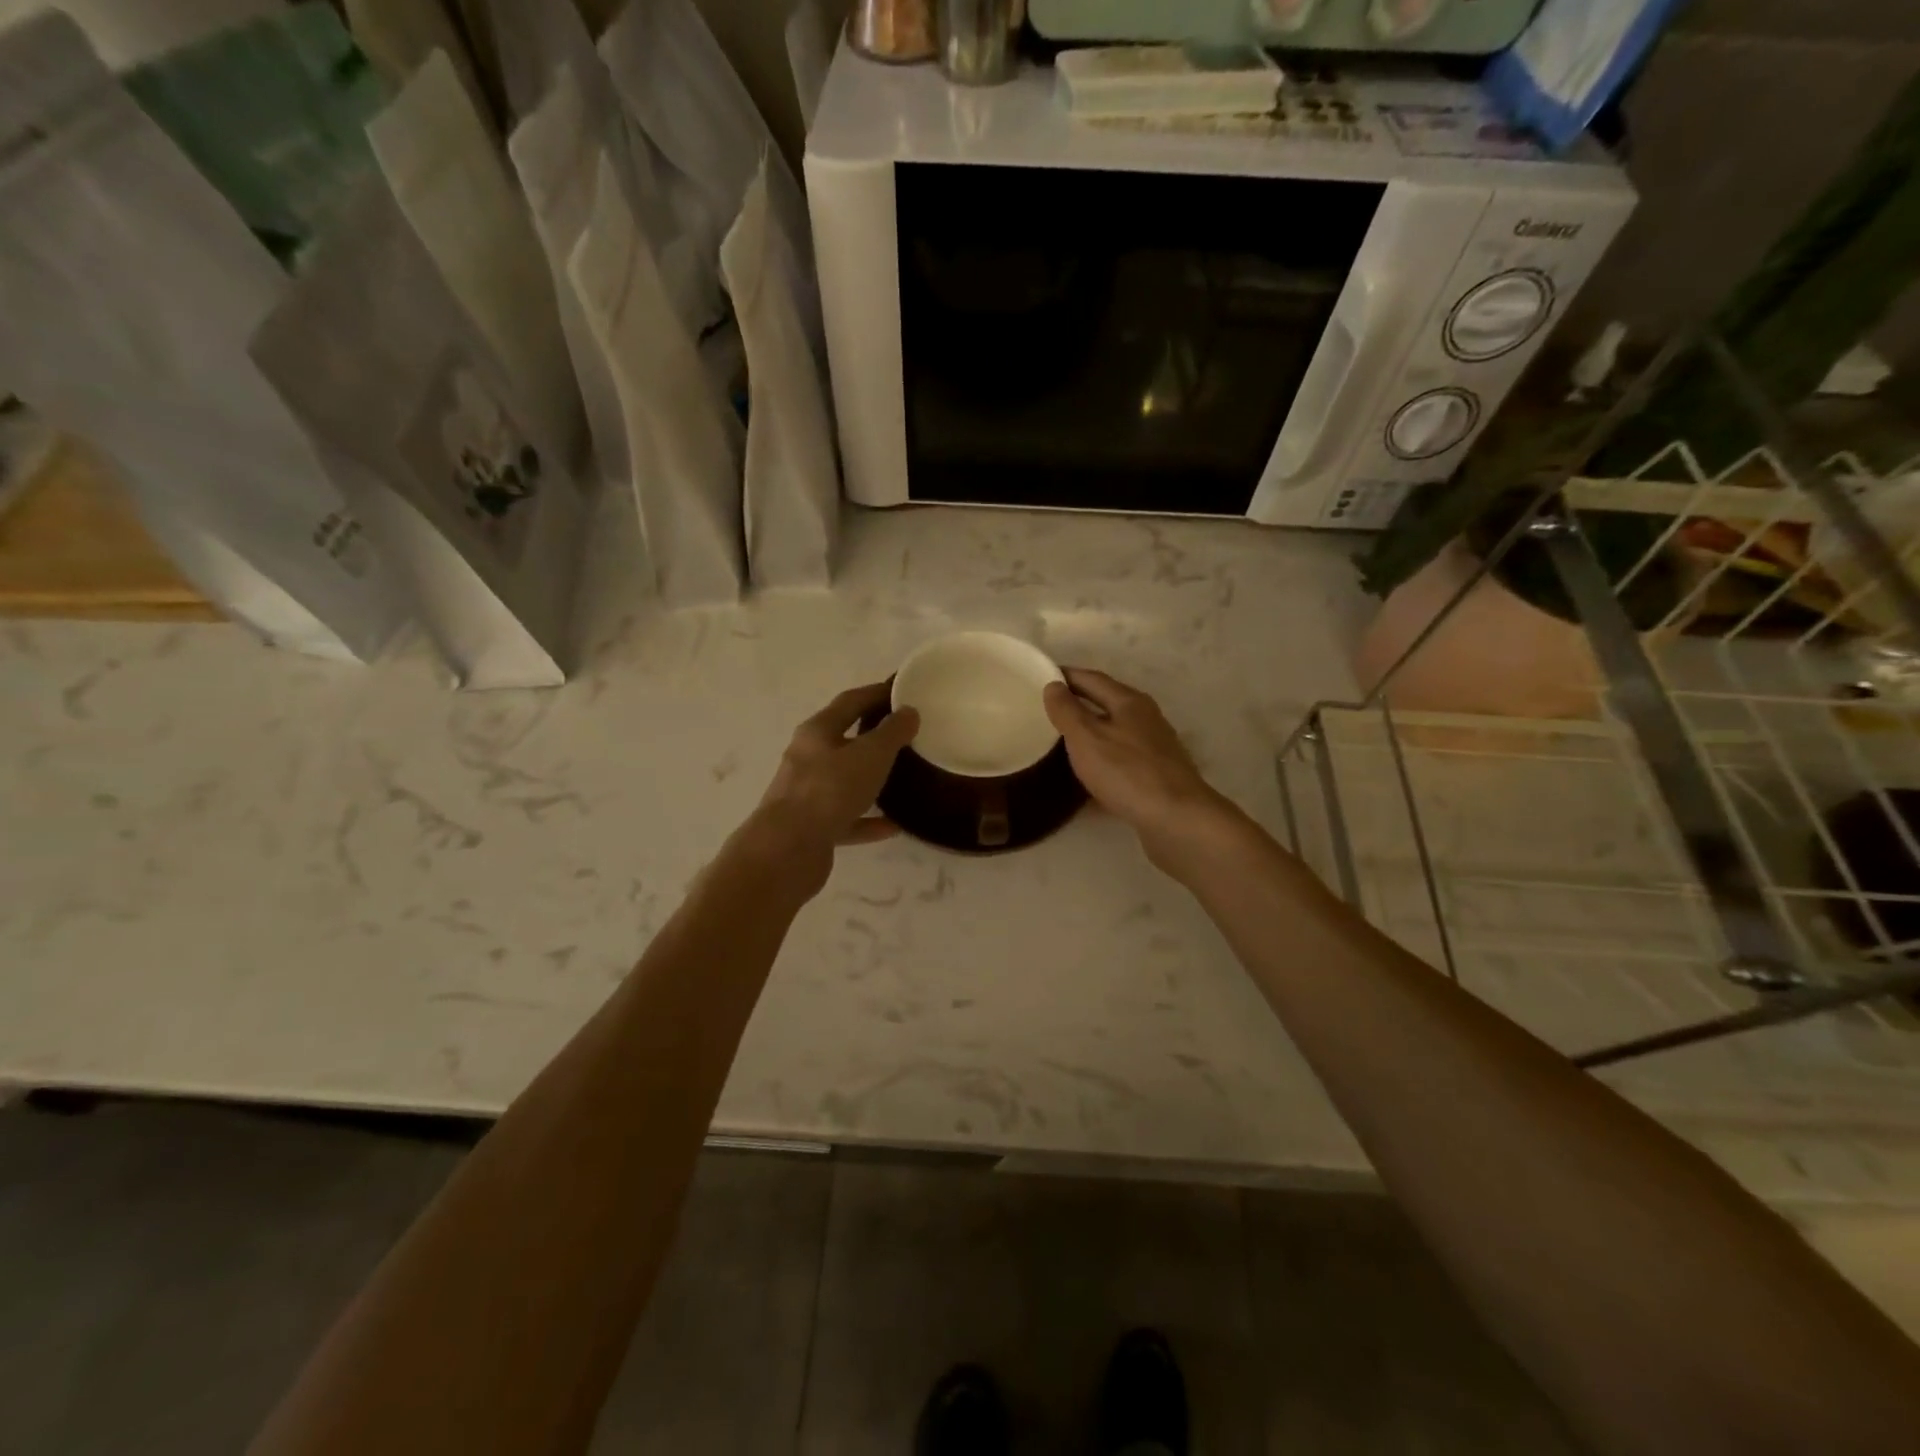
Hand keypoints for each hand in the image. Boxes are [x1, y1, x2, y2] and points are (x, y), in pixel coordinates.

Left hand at [745, 682, 918, 895]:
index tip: (902, 692)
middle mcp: (807, 757)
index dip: (876, 694)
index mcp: (817, 731)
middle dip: (873, 736)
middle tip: (907, 736)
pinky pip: (847, 818)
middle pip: (844, 740)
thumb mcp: (870, 755)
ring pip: (844, 781)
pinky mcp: (812, 827)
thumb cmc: (830, 790)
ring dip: (871, 779)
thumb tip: (908, 711)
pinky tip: (894, 826)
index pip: (850, 701)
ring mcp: (807, 794)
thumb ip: (892, 732)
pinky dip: (869, 820)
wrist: (787, 849)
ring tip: (903, 779)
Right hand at [1043, 669, 1244, 874]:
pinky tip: (1088, 778)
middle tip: (1047, 710)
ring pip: (1115, 733)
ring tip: (1063, 742)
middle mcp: (1146, 718)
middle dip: (1078, 703)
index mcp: (1129, 702)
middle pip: (1107, 703)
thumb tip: (1054, 685)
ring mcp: (1155, 748)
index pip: (1092, 679)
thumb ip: (1067, 711)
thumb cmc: (1127, 772)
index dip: (1066, 676)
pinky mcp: (1157, 776)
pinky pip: (1121, 761)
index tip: (1040, 678)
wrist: (1176, 819)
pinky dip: (1102, 762)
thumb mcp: (1086, 738)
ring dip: (1091, 733)